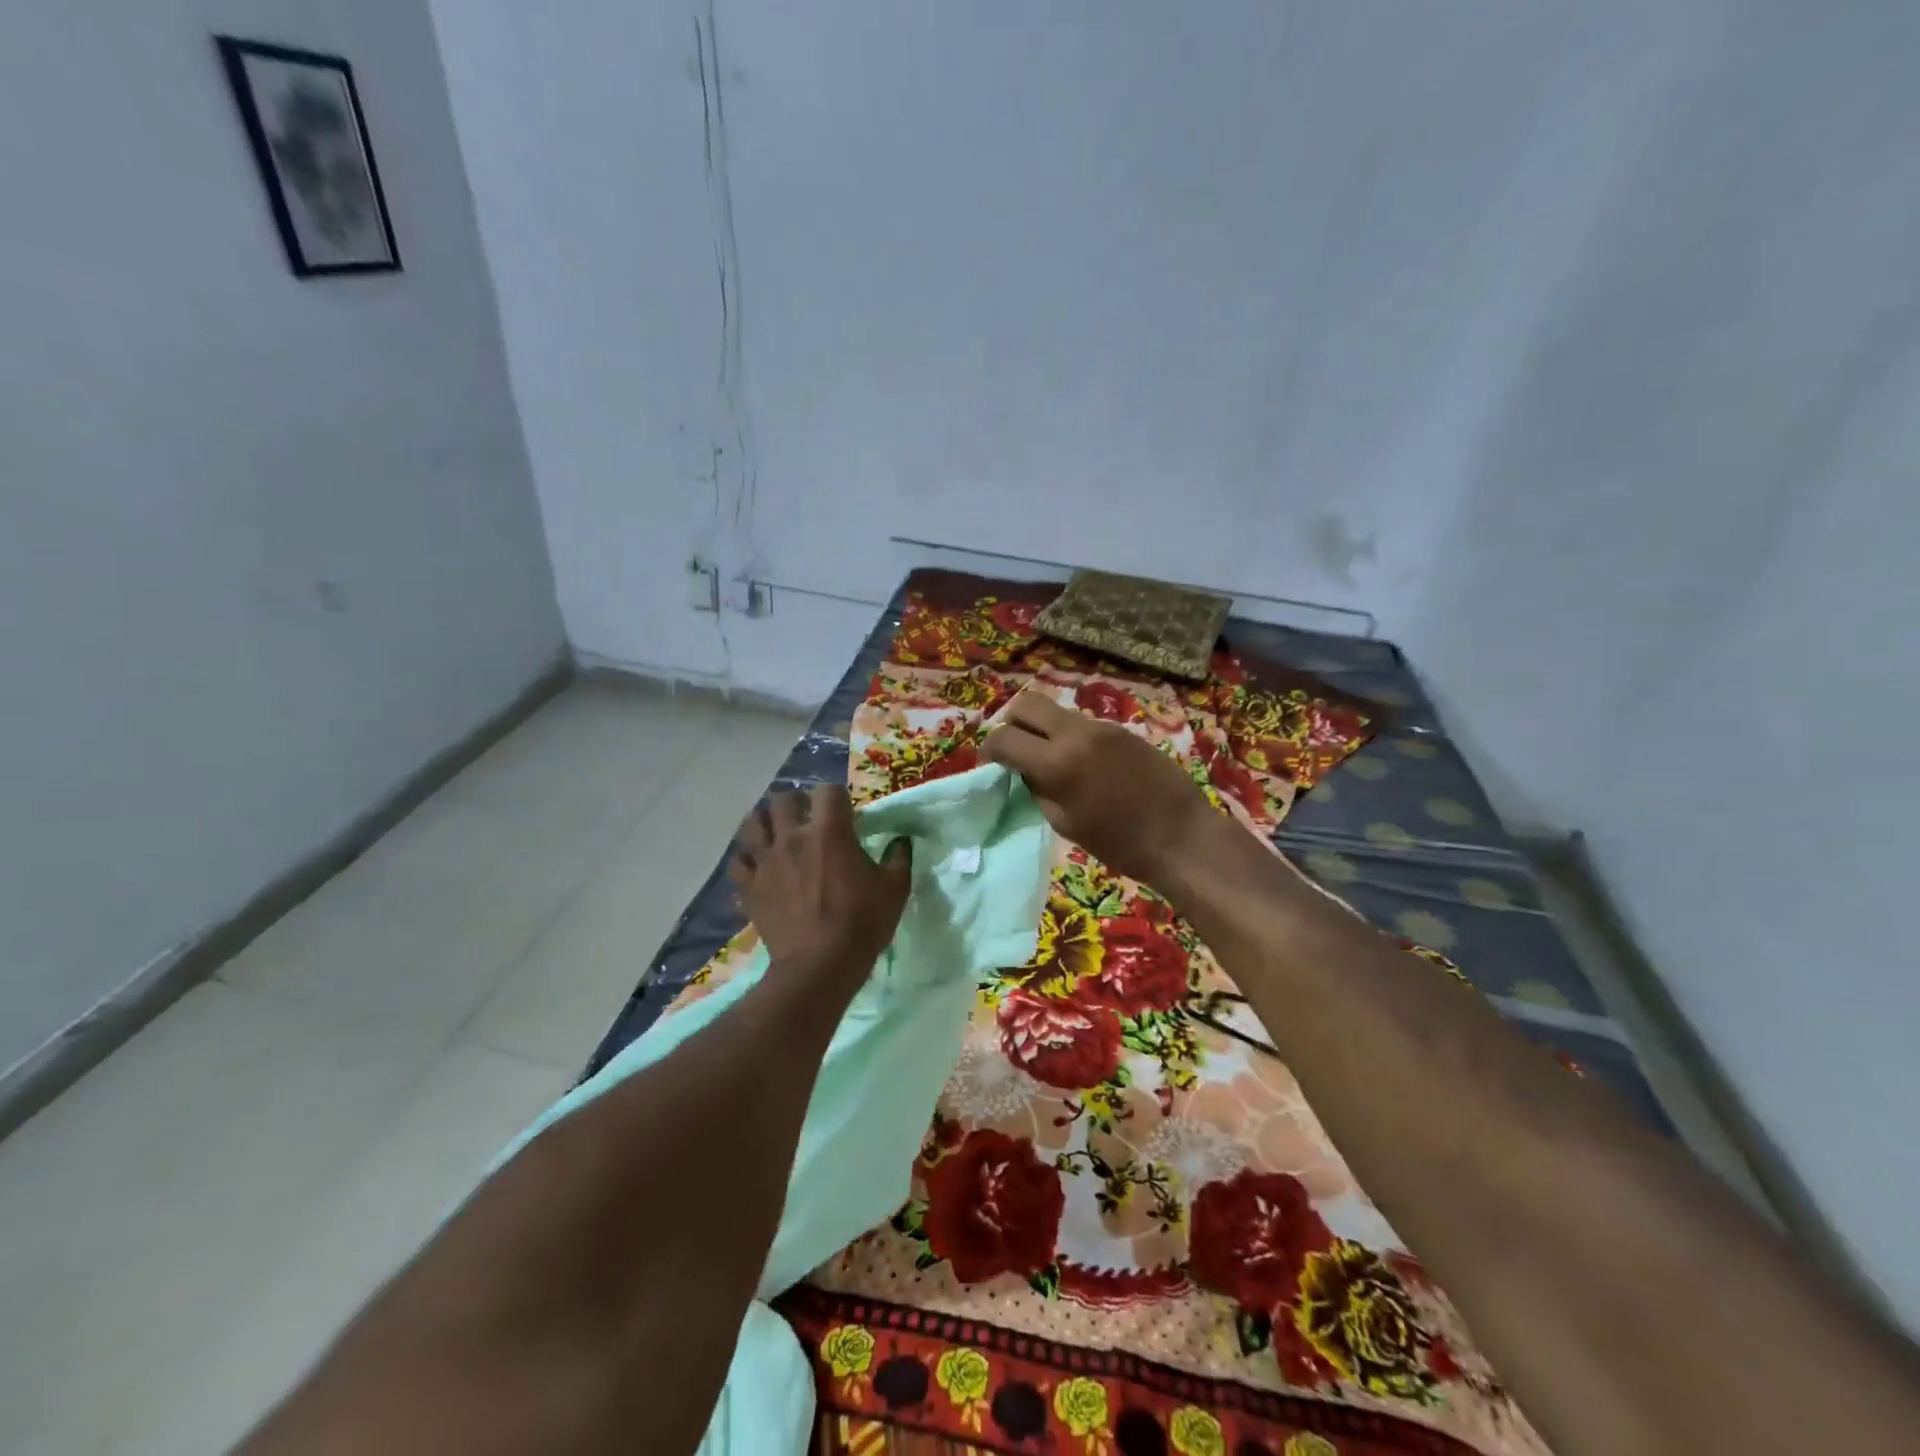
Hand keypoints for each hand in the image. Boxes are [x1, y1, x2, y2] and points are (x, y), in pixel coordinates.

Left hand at [729, 784, 912, 988]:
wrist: (820, 966)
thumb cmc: (861, 923)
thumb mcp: (894, 890)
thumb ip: (899, 858)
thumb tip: (901, 841)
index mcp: (829, 832)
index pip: (828, 791)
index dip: (837, 798)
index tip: (845, 813)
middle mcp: (792, 838)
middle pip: (782, 800)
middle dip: (796, 804)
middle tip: (807, 820)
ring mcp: (766, 862)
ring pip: (752, 823)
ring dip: (765, 823)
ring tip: (776, 834)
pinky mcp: (749, 887)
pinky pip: (737, 862)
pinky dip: (746, 859)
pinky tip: (757, 866)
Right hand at [984, 690, 1219, 887]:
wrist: (1181, 835)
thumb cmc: (1119, 843)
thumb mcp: (1064, 823)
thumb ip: (1037, 789)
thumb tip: (1023, 770)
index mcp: (1057, 762)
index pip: (1004, 737)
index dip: (989, 749)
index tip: (991, 763)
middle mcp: (1076, 733)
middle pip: (1026, 703)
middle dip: (1012, 723)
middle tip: (1015, 749)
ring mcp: (1102, 727)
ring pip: (1056, 712)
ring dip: (1043, 729)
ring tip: (1050, 760)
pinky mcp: (1122, 730)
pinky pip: (1083, 724)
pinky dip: (1070, 737)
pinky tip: (1082, 765)